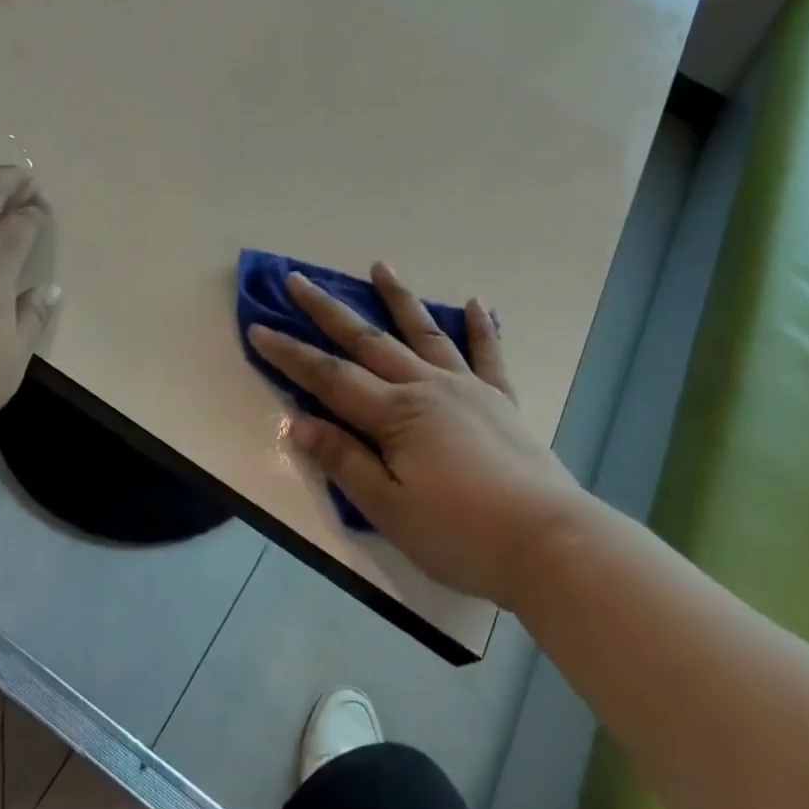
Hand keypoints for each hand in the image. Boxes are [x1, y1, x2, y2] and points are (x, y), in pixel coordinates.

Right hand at [248, 264, 586, 608]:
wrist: (549, 543)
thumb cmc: (462, 535)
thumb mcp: (390, 510)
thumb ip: (345, 462)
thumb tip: (298, 423)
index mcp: (396, 414)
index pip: (329, 378)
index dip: (291, 354)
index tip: (259, 328)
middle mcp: (427, 387)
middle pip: (367, 341)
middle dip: (328, 310)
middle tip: (299, 279)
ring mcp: (467, 388)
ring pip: (424, 332)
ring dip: (398, 299)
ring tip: (380, 266)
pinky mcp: (501, 400)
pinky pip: (487, 354)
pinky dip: (480, 328)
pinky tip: (477, 302)